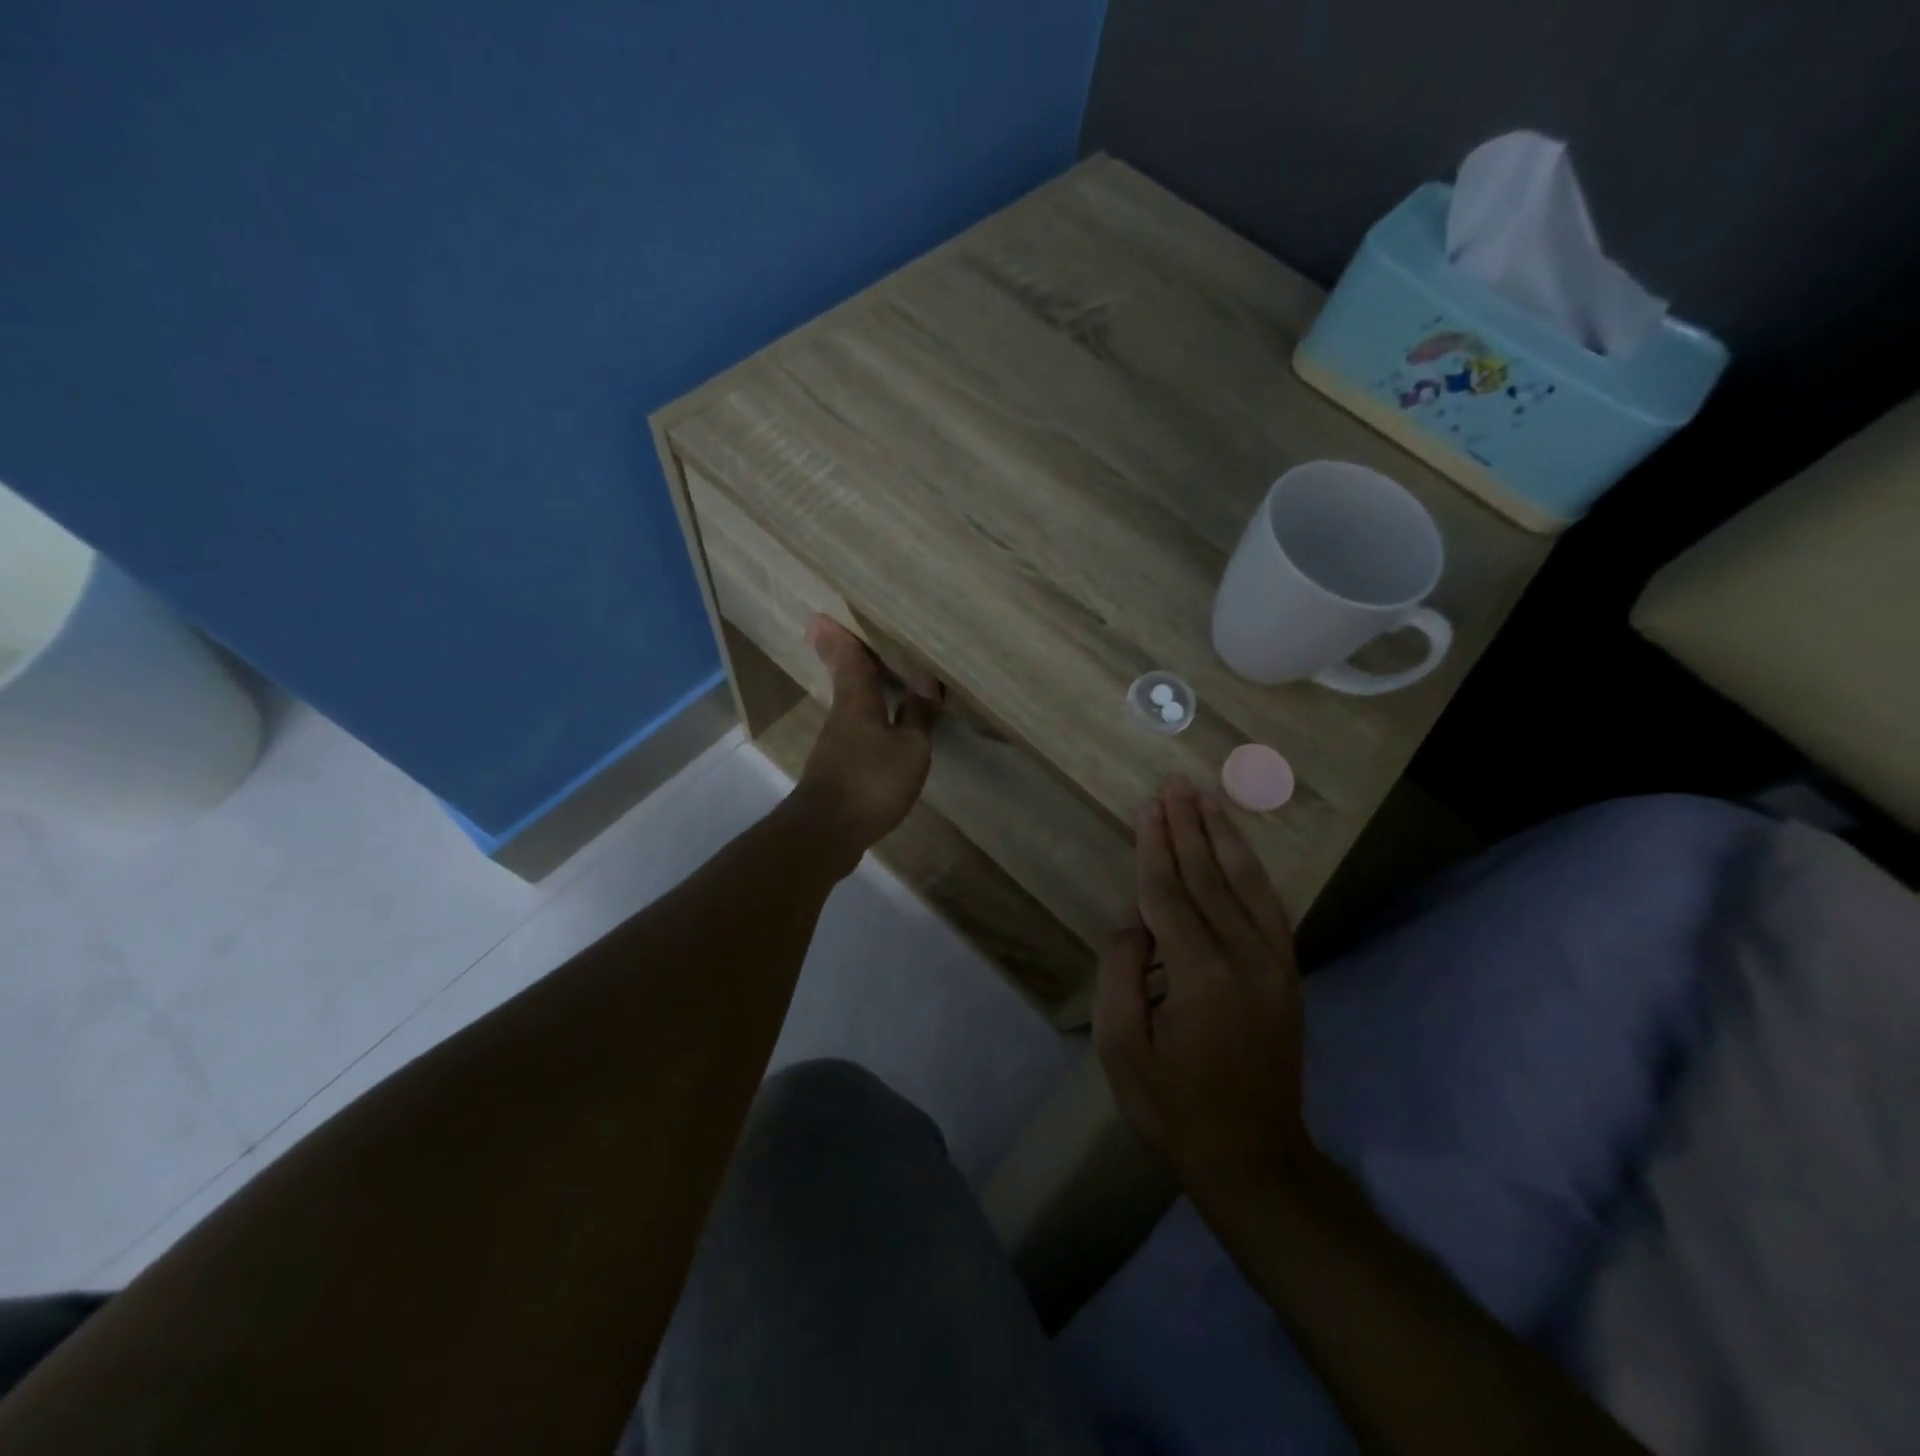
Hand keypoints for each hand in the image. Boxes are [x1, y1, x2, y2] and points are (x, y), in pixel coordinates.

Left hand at [792, 615, 942, 869]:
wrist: (827, 833)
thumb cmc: (871, 781)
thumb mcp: (909, 749)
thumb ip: (917, 715)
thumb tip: (924, 680)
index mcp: (856, 703)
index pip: (848, 661)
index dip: (840, 638)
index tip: (821, 616)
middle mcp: (841, 718)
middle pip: (845, 682)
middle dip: (847, 660)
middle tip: (847, 638)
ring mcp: (835, 747)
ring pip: (850, 709)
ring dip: (860, 693)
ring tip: (879, 681)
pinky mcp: (837, 773)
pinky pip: (856, 736)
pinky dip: (868, 724)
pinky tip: (882, 732)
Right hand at [1094, 775, 1309, 1191]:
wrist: (1253, 1156)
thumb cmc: (1173, 1105)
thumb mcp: (1122, 1047)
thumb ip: (1122, 972)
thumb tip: (1134, 919)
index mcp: (1198, 973)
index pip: (1169, 893)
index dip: (1155, 847)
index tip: (1148, 806)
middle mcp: (1244, 957)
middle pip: (1209, 876)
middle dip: (1189, 827)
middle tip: (1177, 784)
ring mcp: (1274, 964)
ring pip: (1247, 884)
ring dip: (1224, 837)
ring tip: (1207, 800)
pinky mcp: (1288, 975)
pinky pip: (1270, 909)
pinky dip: (1252, 872)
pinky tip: (1239, 850)